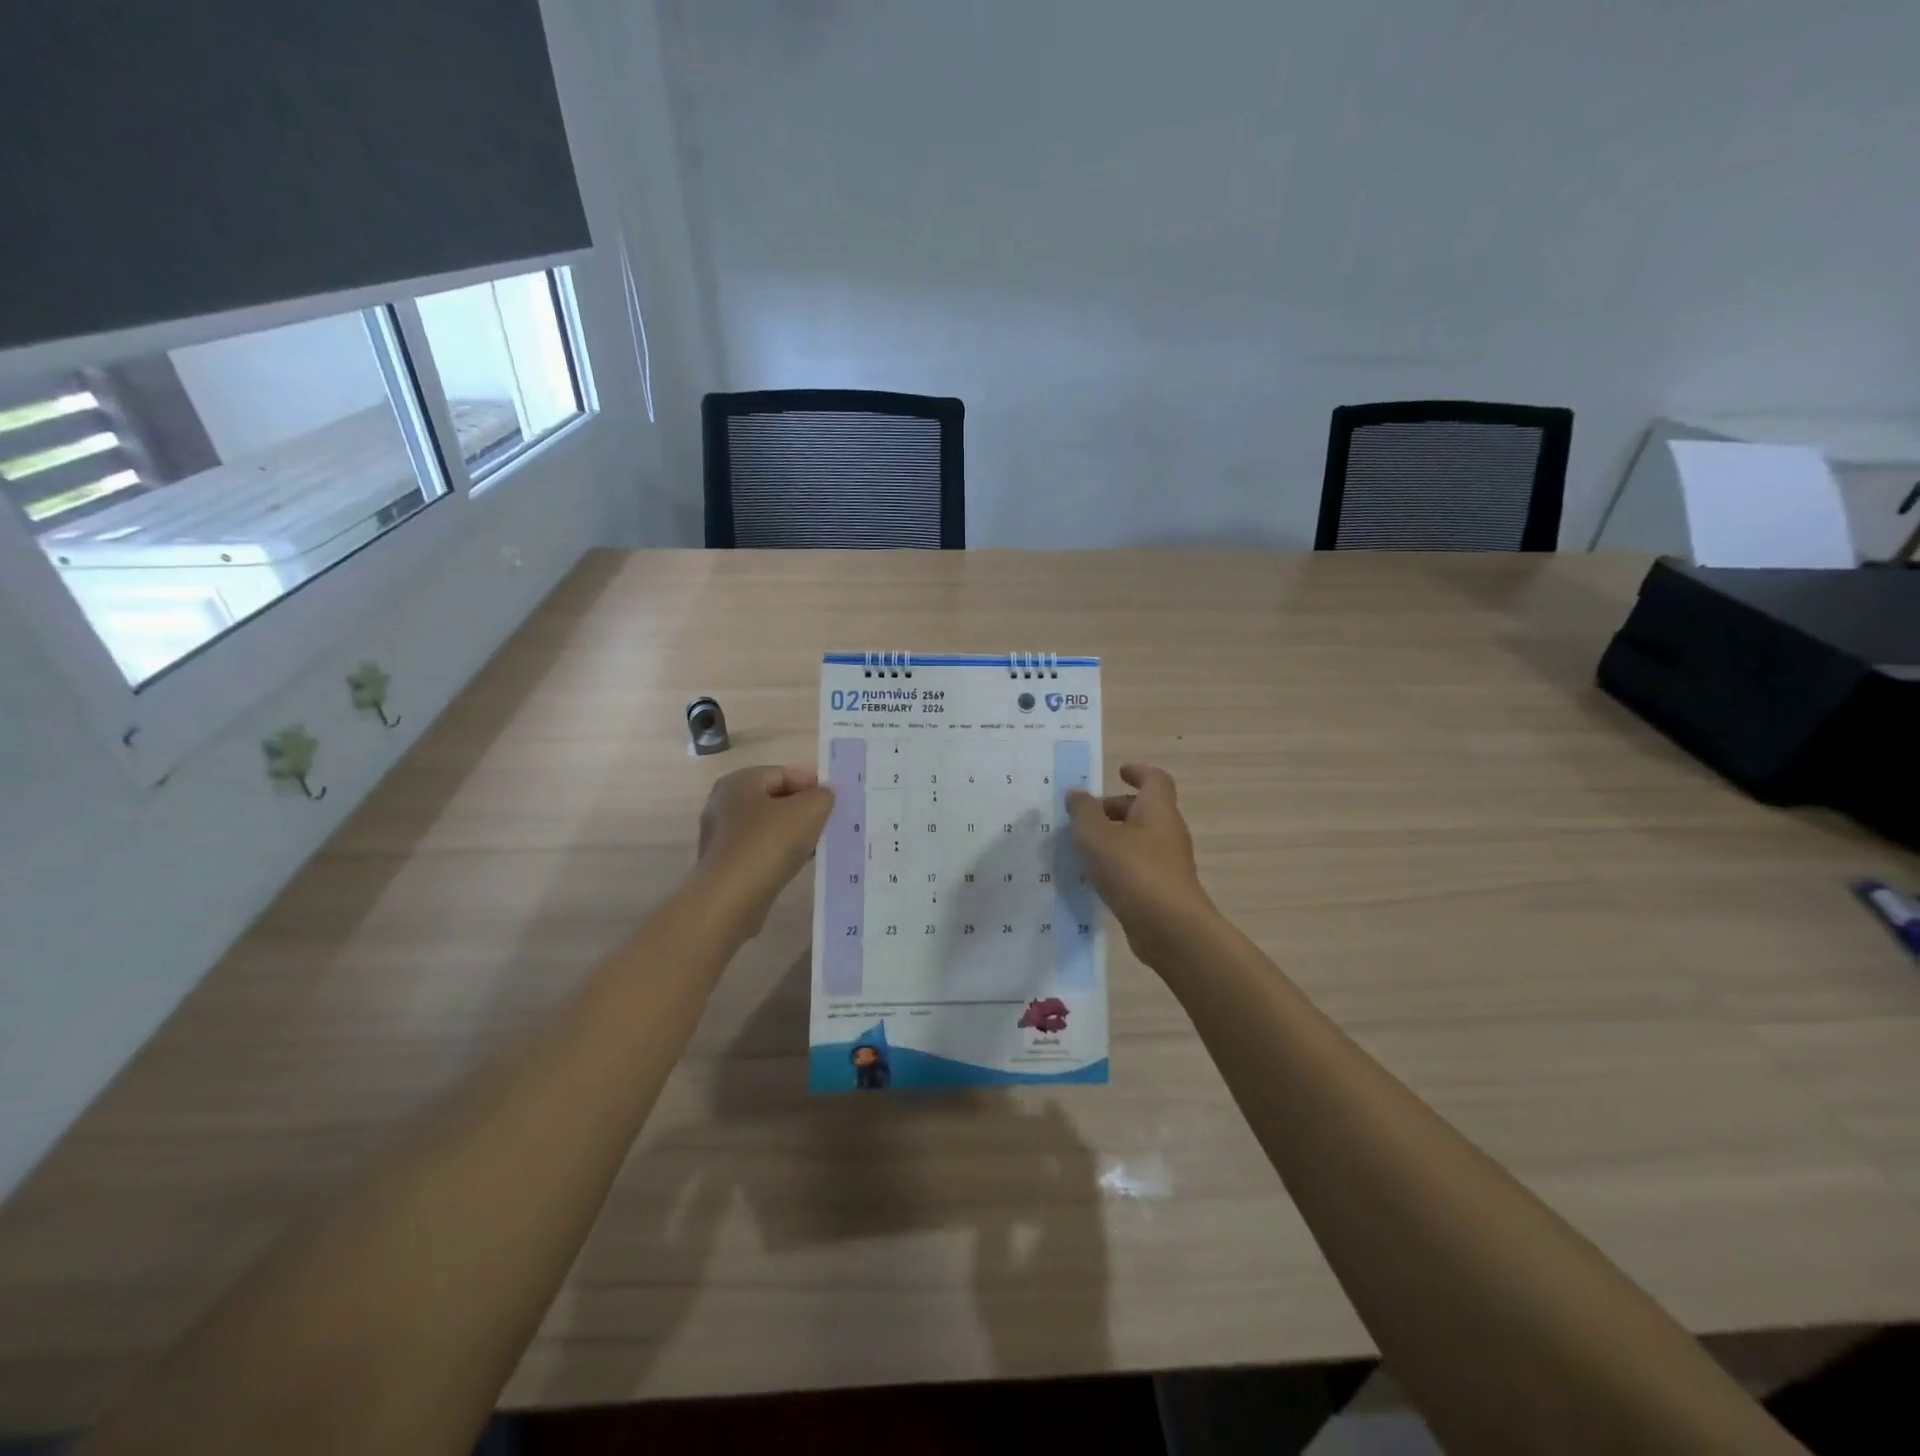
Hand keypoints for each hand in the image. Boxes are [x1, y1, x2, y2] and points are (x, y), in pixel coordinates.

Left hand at [693, 765, 834, 936]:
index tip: (834, 802)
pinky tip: (795, 865)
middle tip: (827, 823)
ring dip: (792, 833)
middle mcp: (723, 803)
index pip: (783, 773)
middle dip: (802, 809)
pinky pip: (758, 849)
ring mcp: (719, 835)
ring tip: (816, 846)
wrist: (731, 897)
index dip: (812, 784)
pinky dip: (777, 853)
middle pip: (773, 799)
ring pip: (766, 826)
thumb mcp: (810, 810)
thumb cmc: (769, 843)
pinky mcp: (722, 863)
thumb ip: (822, 796)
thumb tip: (822, 796)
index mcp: (740, 781)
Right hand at [1064, 764, 1216, 965]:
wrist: (1170, 928)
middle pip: (1146, 809)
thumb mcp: (1096, 836)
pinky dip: (1121, 862)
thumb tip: (1076, 793)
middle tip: (1087, 815)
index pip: (1155, 779)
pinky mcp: (1165, 888)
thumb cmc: (1133, 871)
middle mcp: (1168, 831)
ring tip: (1085, 847)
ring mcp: (1170, 862)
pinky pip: (1141, 864)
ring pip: (1142, 838)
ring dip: (1116, 837)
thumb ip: (1083, 812)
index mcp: (1157, 810)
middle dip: (1117, 808)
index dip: (1138, 772)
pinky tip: (1098, 876)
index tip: (1119, 771)